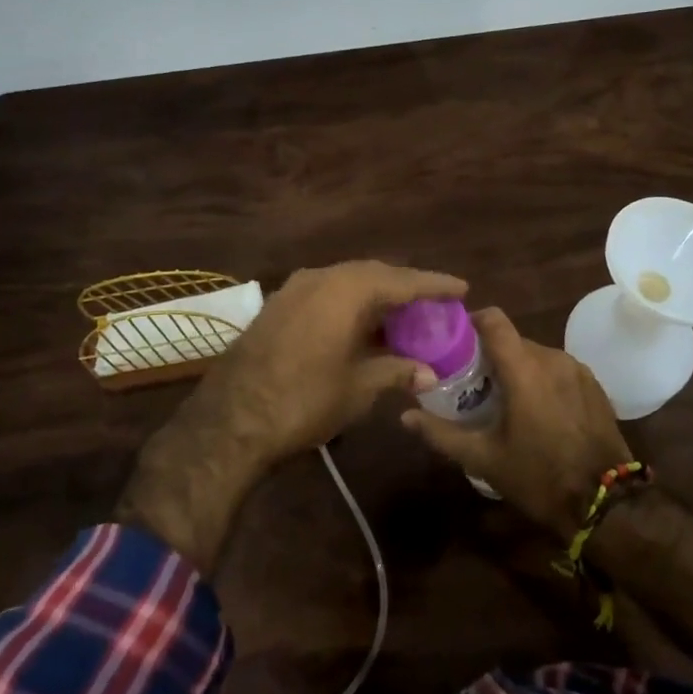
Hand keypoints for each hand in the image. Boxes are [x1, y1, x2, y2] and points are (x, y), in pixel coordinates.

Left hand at [115, 260, 465, 572]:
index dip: (434, 284)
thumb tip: (427, 372)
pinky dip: (349, 305)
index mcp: (347, 289)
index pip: (402, 279)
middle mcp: (321, 277)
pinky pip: (325, 294)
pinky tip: (360, 326)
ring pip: (346, 282)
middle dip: (404, 287)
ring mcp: (294, 289)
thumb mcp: (358, 387)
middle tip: (431, 304)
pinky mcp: (277, 306)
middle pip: (373, 274)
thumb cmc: (305, 399)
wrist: (231, 419)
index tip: (461, 288)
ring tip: (401, 315)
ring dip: (375, 297)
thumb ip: (395, 371)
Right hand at [403, 308, 632, 538]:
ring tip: (504, 399)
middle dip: (491, 355)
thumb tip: (404, 416)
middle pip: (513, 340)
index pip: (494, 319)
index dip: (472, 322)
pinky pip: (558, 370)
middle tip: (472, 382)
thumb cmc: (539, 477)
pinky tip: (537, 411)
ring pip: (537, 355)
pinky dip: (542, 380)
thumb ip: (441, 433)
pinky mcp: (594, 386)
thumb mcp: (484, 459)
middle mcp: (553, 358)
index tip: (454, 341)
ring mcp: (578, 370)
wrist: (606, 504)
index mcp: (524, 368)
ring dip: (518, 369)